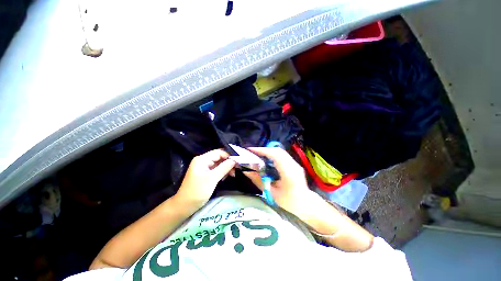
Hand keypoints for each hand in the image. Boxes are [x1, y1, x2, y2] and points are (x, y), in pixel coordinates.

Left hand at [174, 149, 235, 209]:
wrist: (185, 206)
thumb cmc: (198, 191)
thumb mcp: (212, 179)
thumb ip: (224, 168)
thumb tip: (234, 160)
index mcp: (202, 159)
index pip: (218, 152)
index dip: (228, 155)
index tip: (238, 161)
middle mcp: (203, 161)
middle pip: (219, 157)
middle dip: (228, 162)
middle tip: (237, 169)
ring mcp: (204, 167)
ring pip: (218, 163)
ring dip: (226, 168)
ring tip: (233, 174)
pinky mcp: (205, 173)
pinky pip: (216, 169)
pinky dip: (222, 172)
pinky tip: (226, 177)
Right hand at [243, 147, 315, 214]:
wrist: (307, 205)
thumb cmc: (289, 203)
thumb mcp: (271, 194)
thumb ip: (259, 181)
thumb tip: (246, 171)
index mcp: (289, 173)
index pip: (276, 155)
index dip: (262, 150)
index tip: (250, 150)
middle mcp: (293, 165)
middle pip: (277, 151)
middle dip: (263, 150)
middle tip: (251, 153)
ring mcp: (295, 163)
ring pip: (280, 152)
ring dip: (267, 151)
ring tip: (256, 155)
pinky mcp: (294, 164)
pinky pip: (281, 155)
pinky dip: (272, 155)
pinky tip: (266, 159)